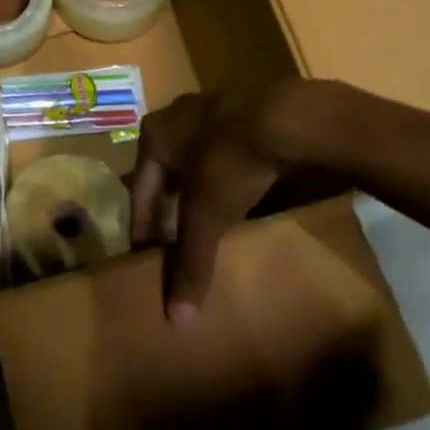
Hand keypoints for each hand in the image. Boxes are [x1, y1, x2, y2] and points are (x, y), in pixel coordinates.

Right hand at [128, 81, 330, 326]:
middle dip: (169, 211)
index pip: (139, 193)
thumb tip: (177, 321)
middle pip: (165, 176)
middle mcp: (174, 116)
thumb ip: (190, 263)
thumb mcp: (207, 216)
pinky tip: (238, 199)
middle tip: (176, 246)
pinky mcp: (243, 110)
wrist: (290, 117)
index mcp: (153, 136)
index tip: (147, 259)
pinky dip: (223, 179)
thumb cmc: (231, 163)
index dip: (143, 230)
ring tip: (207, 225)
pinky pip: (222, 152)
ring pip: (194, 162)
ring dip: (197, 193)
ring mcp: (210, 108)